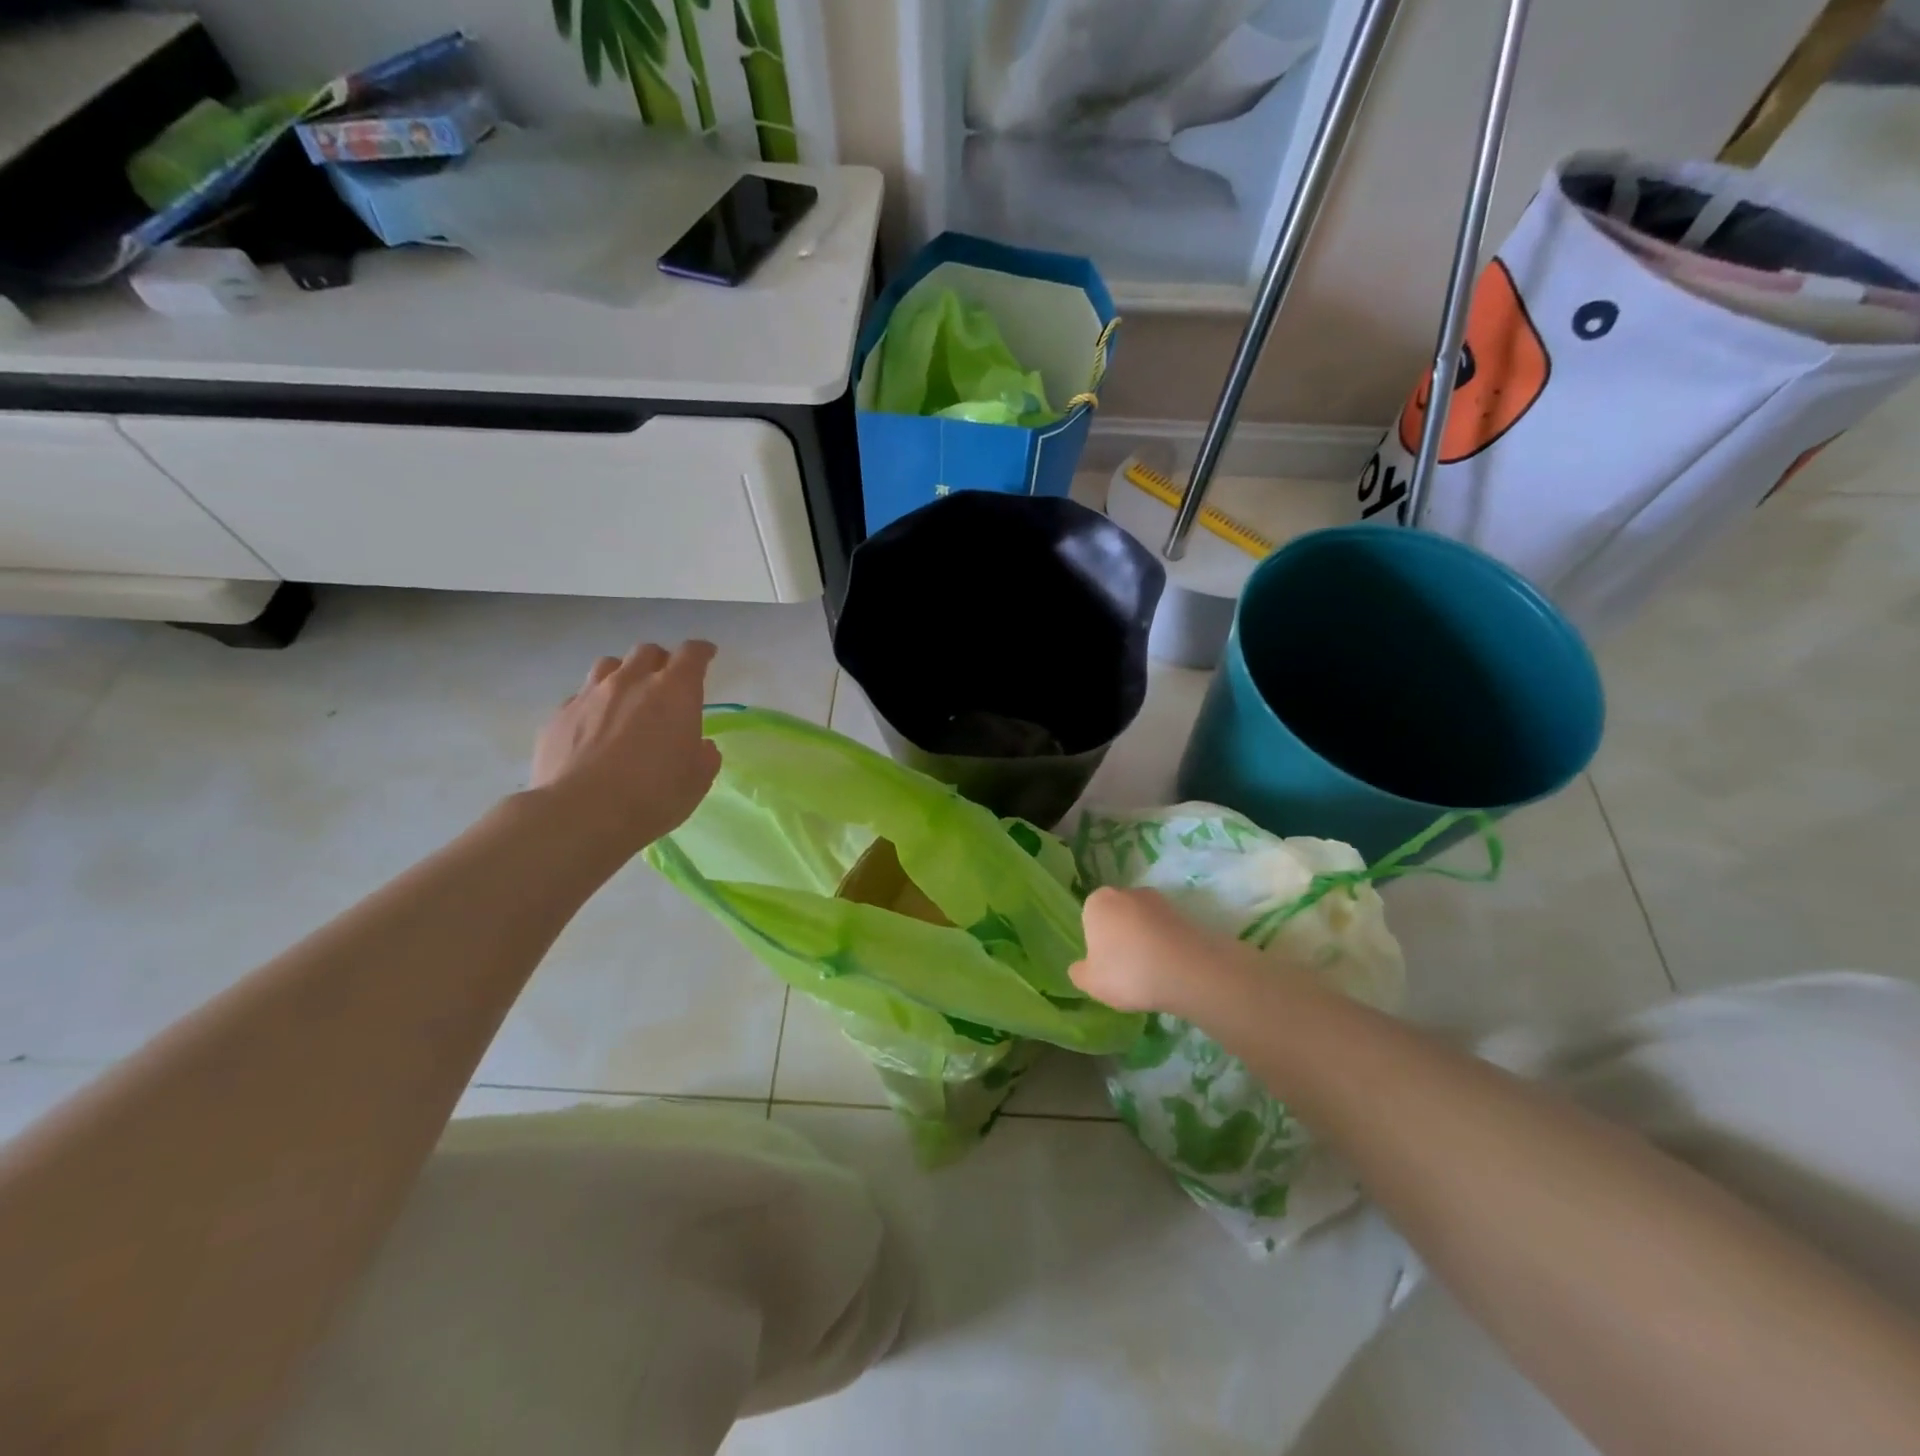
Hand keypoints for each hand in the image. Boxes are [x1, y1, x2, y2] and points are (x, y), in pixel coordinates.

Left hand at [530, 640, 721, 852]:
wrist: (581, 813)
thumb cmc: (653, 795)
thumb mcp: (697, 780)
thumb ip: (704, 755)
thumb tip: (700, 746)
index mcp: (674, 692)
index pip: (692, 655)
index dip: (701, 652)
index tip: (707, 655)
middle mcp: (631, 682)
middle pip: (647, 652)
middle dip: (660, 661)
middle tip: (666, 681)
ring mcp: (589, 695)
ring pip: (609, 666)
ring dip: (623, 674)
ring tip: (627, 696)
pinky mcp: (559, 716)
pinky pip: (580, 697)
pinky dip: (593, 704)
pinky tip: (594, 727)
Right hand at [1070, 886, 1268, 1018]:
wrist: (1187, 971)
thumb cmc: (1128, 972)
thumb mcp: (1091, 983)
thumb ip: (1079, 973)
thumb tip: (1080, 967)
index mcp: (1098, 901)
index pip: (1089, 918)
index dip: (1096, 942)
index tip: (1105, 965)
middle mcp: (1126, 892)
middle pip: (1117, 916)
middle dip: (1119, 937)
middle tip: (1126, 969)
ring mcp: (1158, 900)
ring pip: (1142, 922)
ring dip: (1144, 940)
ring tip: (1150, 972)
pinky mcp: (1183, 913)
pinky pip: (1164, 930)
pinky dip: (1164, 944)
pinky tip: (1168, 968)